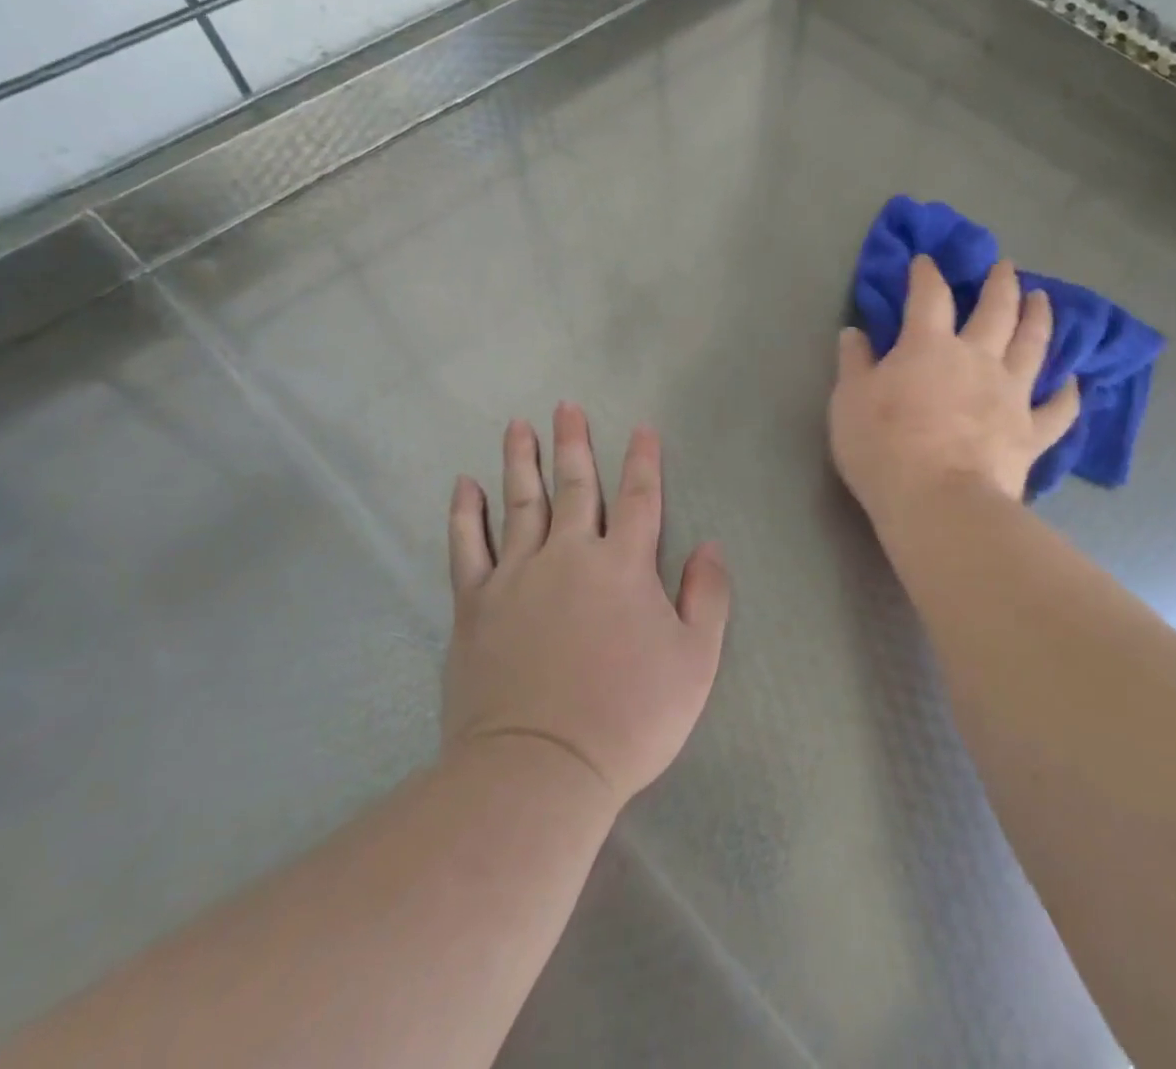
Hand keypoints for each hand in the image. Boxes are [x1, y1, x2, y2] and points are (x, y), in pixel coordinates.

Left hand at [443, 404, 730, 810]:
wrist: (540, 769)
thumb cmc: (629, 717)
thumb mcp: (695, 661)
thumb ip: (708, 597)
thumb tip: (710, 545)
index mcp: (624, 566)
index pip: (640, 498)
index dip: (643, 461)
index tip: (642, 429)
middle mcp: (569, 556)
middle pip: (575, 487)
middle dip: (574, 445)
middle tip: (566, 407)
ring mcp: (517, 576)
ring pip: (519, 503)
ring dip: (521, 461)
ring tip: (518, 426)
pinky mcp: (475, 605)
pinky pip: (467, 547)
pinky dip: (465, 513)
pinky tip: (464, 485)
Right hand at [830, 255, 1079, 519]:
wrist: (938, 502)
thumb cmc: (883, 447)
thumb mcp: (849, 401)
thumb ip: (855, 363)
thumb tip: (854, 332)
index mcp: (928, 345)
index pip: (929, 296)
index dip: (926, 274)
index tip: (925, 261)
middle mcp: (977, 358)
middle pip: (996, 309)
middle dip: (1000, 283)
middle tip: (1006, 267)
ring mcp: (1011, 393)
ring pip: (1033, 345)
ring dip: (1039, 318)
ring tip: (1043, 299)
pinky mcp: (1032, 432)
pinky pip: (1058, 409)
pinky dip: (1068, 394)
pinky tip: (1074, 381)